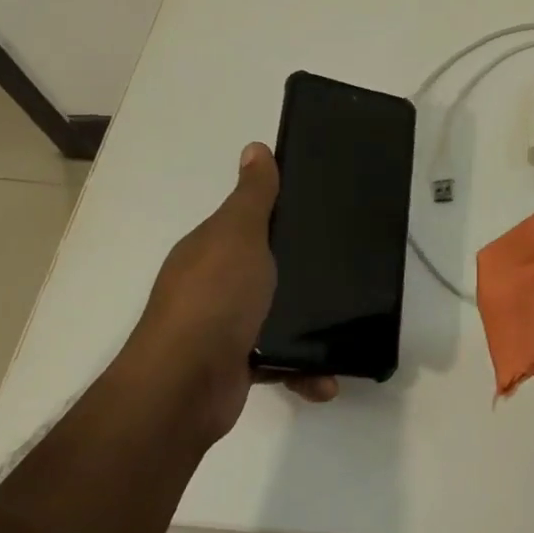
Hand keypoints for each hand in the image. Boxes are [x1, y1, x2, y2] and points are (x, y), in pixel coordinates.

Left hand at [128, 143, 337, 444]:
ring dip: (308, 326)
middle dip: (301, 270)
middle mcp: (213, 285)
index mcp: (210, 249)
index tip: (324, 210)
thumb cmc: (214, 297)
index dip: (281, 213)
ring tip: (344, 327)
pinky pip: (280, 361)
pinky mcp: (238, 366)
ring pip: (276, 315)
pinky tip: (327, 378)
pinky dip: (303, 370)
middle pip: (265, 268)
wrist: (185, 386)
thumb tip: (255, 147)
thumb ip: (253, 196)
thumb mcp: (239, 234)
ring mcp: (224, 328)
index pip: (248, 222)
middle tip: (348, 265)